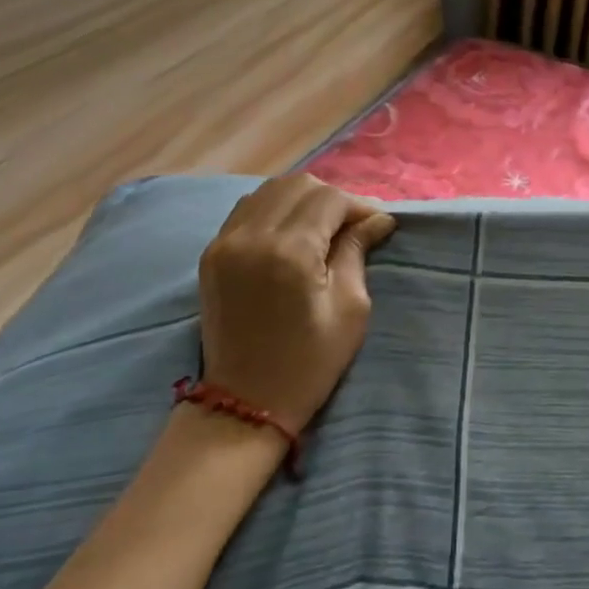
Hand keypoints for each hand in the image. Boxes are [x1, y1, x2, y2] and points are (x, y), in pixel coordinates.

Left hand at [197, 175, 396, 431]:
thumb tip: (377, 219)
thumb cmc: (309, 363)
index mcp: (290, 252)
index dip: (359, 206)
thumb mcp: (350, 309)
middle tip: (352, 227)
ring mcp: (224, 242)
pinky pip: (246, 209)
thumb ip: (357, 252)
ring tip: (322, 229)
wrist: (245, 402)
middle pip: (298, 185)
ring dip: (302, 200)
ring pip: (270, 190)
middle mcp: (251, 236)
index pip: (329, 199)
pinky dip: (274, 210)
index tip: (377, 226)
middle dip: (332, 199)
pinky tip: (291, 234)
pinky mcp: (211, 254)